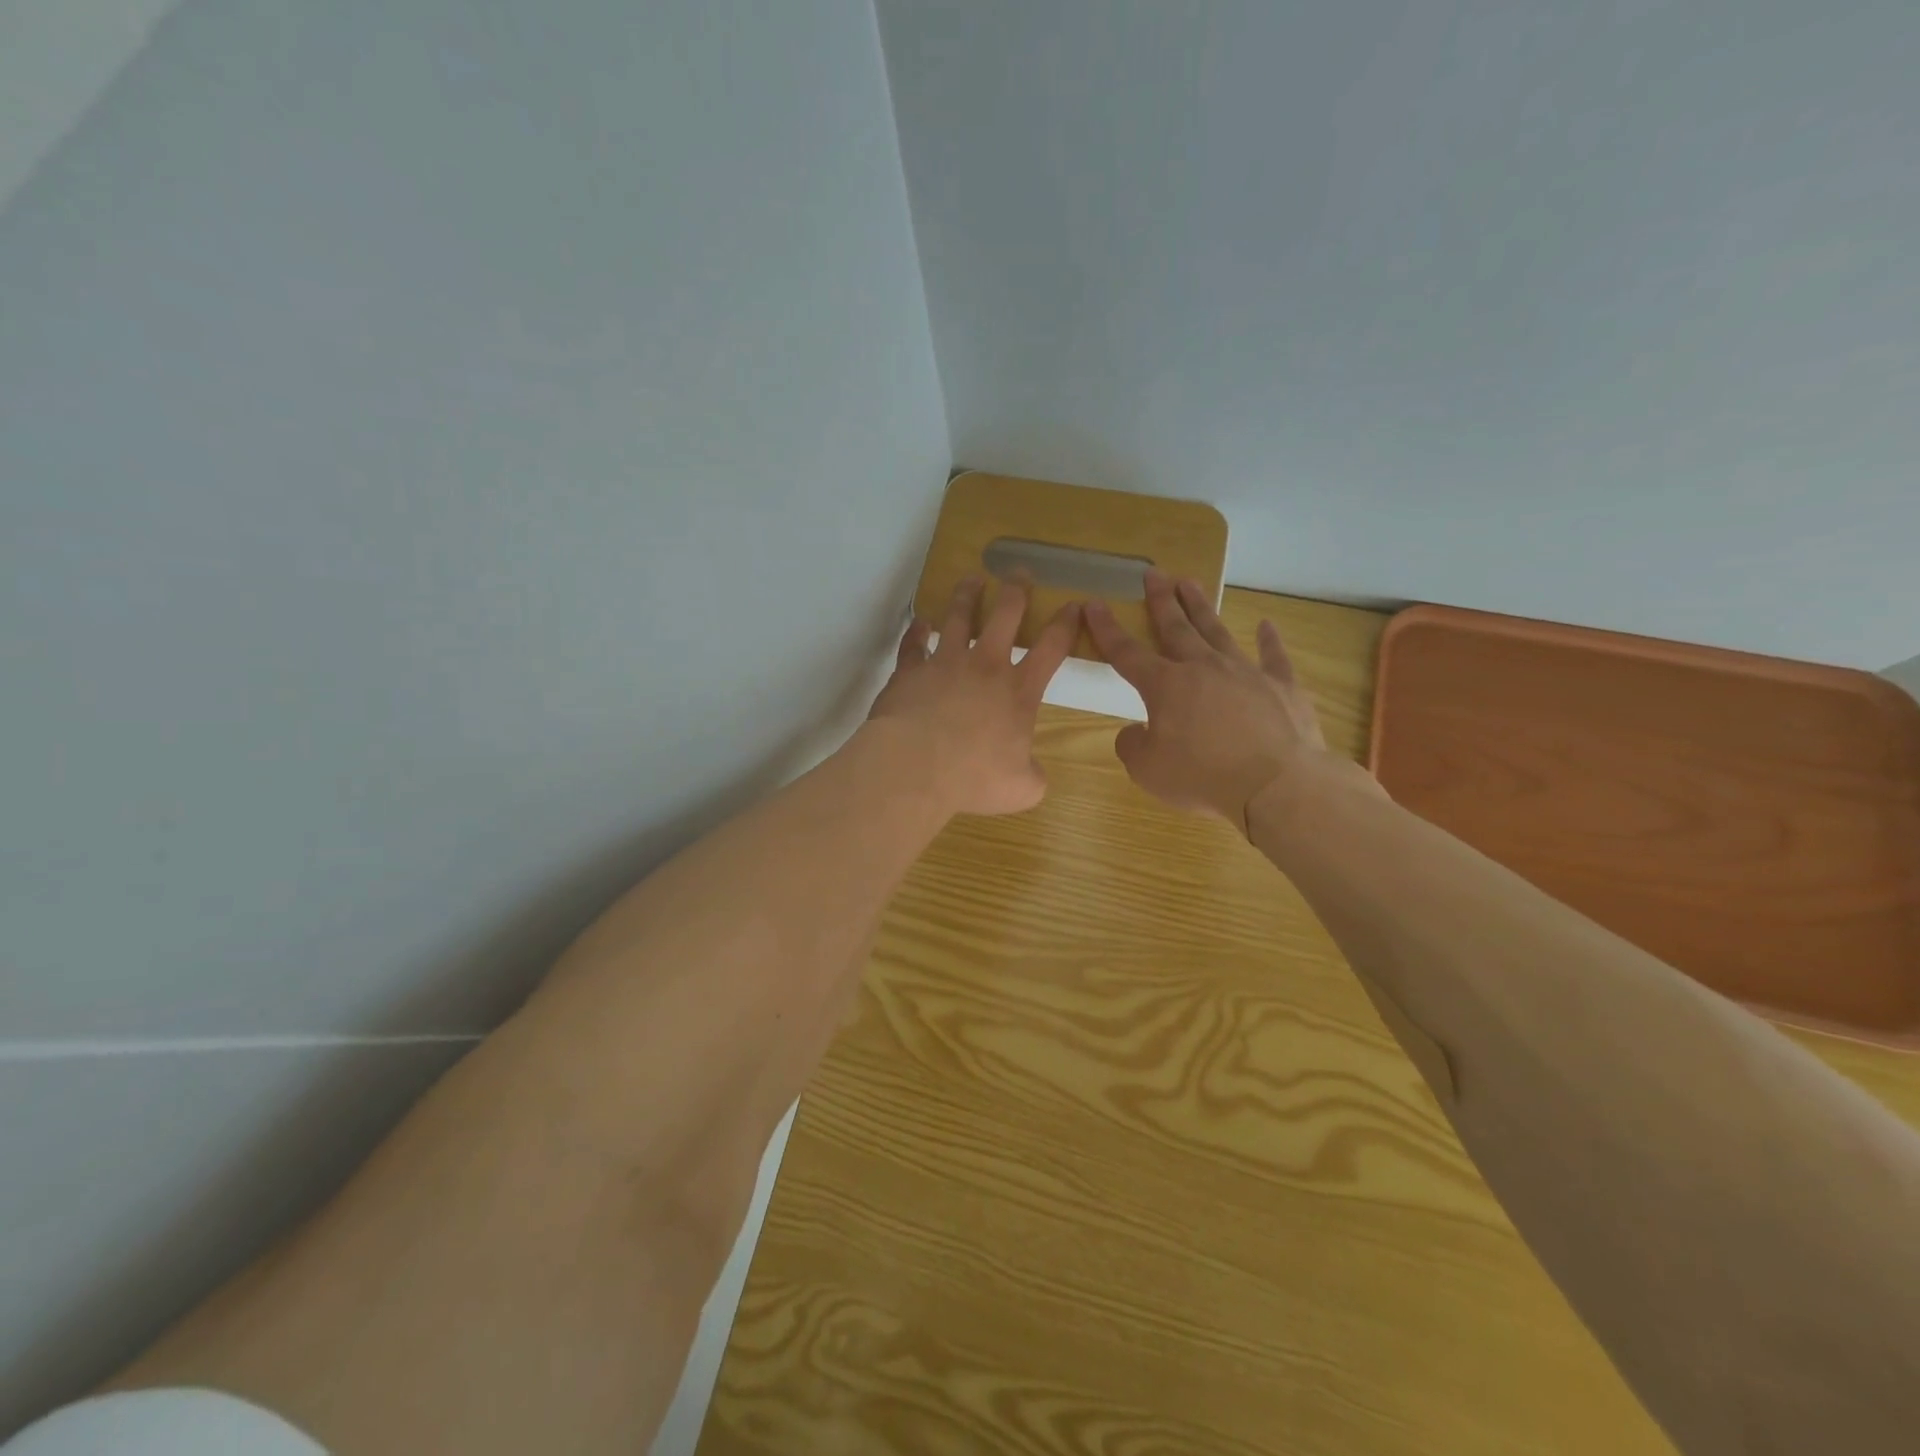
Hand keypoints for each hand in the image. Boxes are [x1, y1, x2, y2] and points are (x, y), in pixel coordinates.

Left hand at [867, 574, 1079, 816]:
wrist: (915, 766)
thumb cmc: (974, 777)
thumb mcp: (1021, 788)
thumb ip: (1034, 776)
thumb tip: (1034, 773)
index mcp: (1019, 691)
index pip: (1051, 647)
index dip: (1066, 624)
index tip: (1074, 604)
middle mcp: (984, 667)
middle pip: (1005, 615)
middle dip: (1016, 590)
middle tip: (1019, 572)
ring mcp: (944, 663)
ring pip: (959, 617)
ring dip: (967, 596)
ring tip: (972, 579)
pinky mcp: (910, 671)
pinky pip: (913, 644)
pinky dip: (917, 631)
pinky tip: (920, 622)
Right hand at [1083, 571, 1353, 829]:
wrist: (1275, 783)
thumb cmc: (1202, 776)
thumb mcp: (1147, 770)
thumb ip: (1132, 745)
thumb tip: (1135, 731)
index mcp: (1165, 686)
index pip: (1127, 652)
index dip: (1106, 629)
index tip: (1093, 604)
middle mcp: (1203, 668)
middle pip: (1176, 628)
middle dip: (1161, 601)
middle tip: (1154, 574)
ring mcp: (1245, 672)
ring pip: (1217, 631)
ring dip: (1201, 607)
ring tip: (1191, 583)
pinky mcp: (1282, 686)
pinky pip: (1273, 656)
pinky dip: (1269, 640)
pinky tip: (1267, 625)